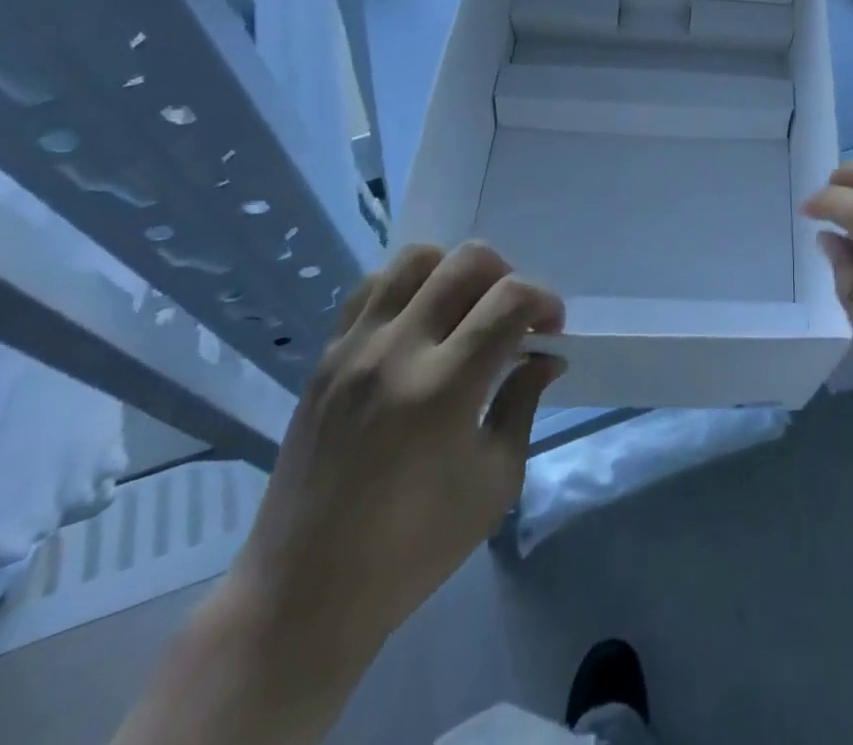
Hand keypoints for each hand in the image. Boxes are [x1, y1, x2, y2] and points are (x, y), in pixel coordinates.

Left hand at [225, 242, 564, 671]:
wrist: (302, 594)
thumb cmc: (413, 549)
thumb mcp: (494, 481)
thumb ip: (523, 402)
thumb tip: (545, 355)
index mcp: (444, 389)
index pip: (511, 299)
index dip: (545, 301)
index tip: (550, 331)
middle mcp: (397, 352)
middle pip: (467, 261)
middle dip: (508, 276)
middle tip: (512, 319)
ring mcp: (354, 348)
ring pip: (416, 259)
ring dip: (455, 272)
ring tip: (465, 312)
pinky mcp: (325, 357)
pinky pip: (371, 287)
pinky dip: (408, 287)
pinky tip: (419, 324)